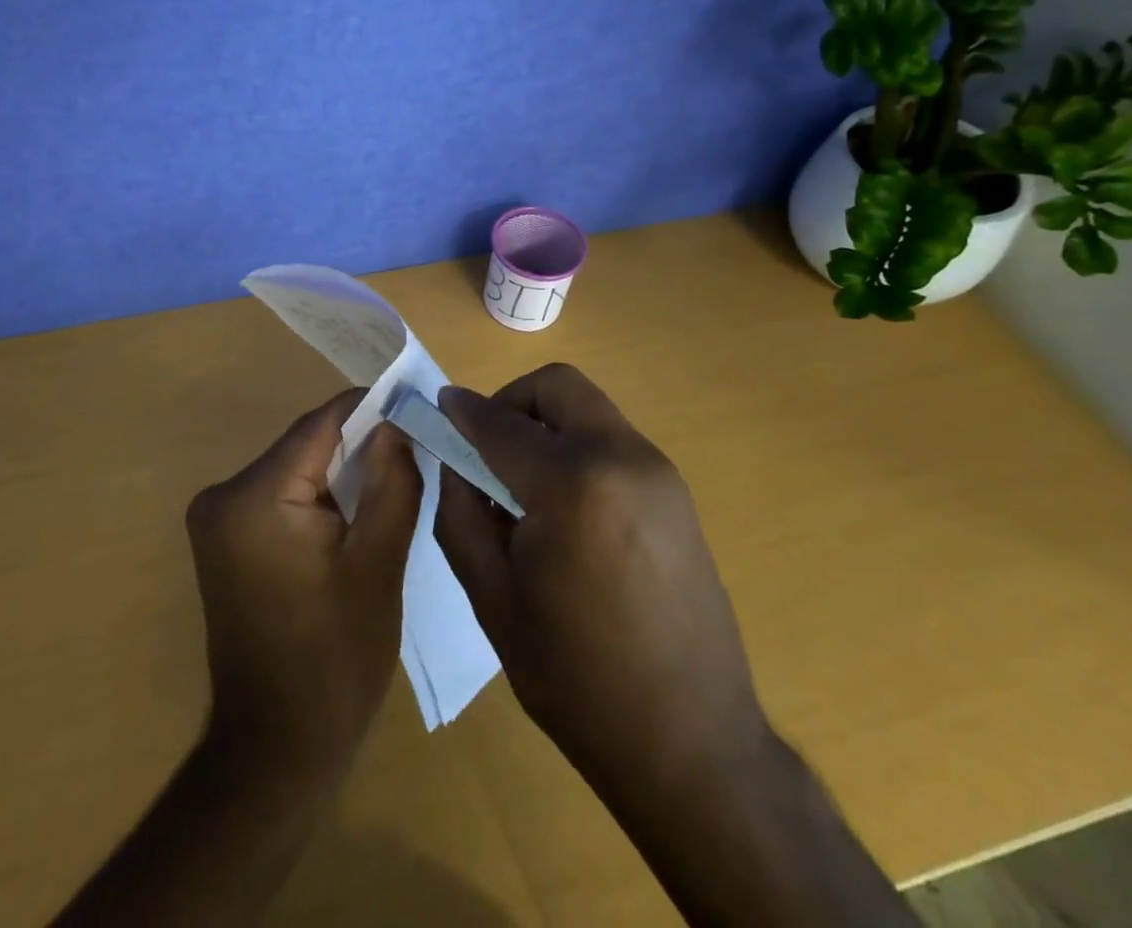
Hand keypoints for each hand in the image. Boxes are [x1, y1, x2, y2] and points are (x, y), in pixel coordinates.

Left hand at [185, 390, 421, 787]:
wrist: (276, 748)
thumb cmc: (336, 659)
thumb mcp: (379, 564)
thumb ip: (392, 481)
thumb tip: (397, 424)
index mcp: (254, 497)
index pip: (320, 424)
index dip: (370, 408)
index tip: (414, 405)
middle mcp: (223, 495)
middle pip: (306, 445)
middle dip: (359, 444)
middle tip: (413, 449)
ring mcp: (216, 519)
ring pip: (295, 469)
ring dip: (341, 472)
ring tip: (394, 479)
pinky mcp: (224, 540)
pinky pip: (281, 496)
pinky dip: (319, 497)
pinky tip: (355, 514)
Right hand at [433, 364, 767, 787]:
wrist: (693, 745)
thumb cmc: (576, 679)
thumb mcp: (493, 598)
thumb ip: (461, 513)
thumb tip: (454, 460)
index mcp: (572, 485)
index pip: (501, 423)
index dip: (462, 411)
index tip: (438, 408)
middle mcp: (623, 458)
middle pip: (557, 387)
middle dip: (511, 402)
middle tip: (486, 447)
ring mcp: (658, 472)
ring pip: (587, 410)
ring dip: (546, 425)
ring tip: (523, 485)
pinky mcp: (676, 493)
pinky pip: (612, 441)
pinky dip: (576, 448)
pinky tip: (565, 508)